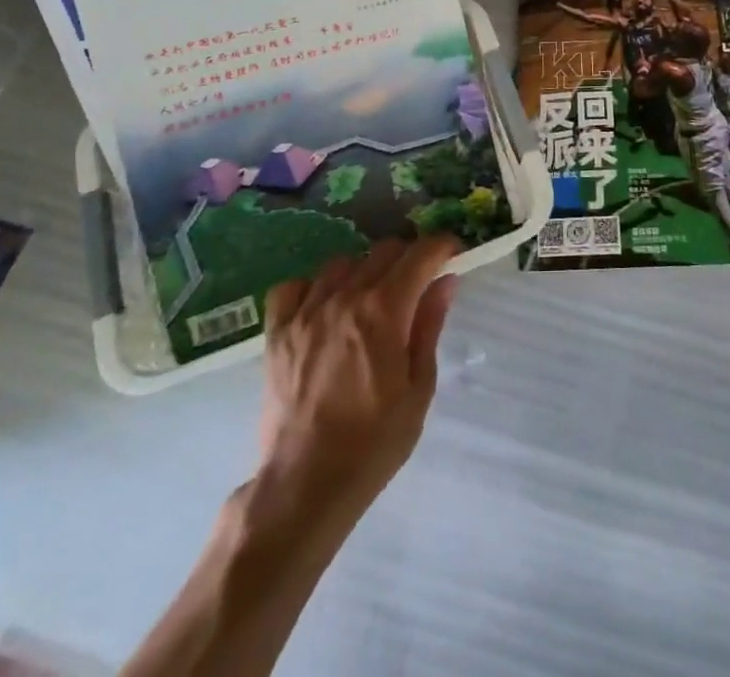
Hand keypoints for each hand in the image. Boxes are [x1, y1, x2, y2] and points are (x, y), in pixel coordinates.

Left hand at [255, 236, 459, 512]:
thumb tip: (445, 281)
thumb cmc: (374, 441)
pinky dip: (312, 288)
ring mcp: (307, 311)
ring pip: (342, 262)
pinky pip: (294, 287)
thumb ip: (429, 326)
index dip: (442, 246)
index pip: (421, 253)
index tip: (452, 254)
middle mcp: (346, 297)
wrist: (306, 484)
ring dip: (363, 271)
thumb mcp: (419, 387)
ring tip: (369, 298)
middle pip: (384, 250)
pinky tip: (322, 308)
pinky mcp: (277, 331)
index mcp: (385, 309)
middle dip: (408, 257)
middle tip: (417, 281)